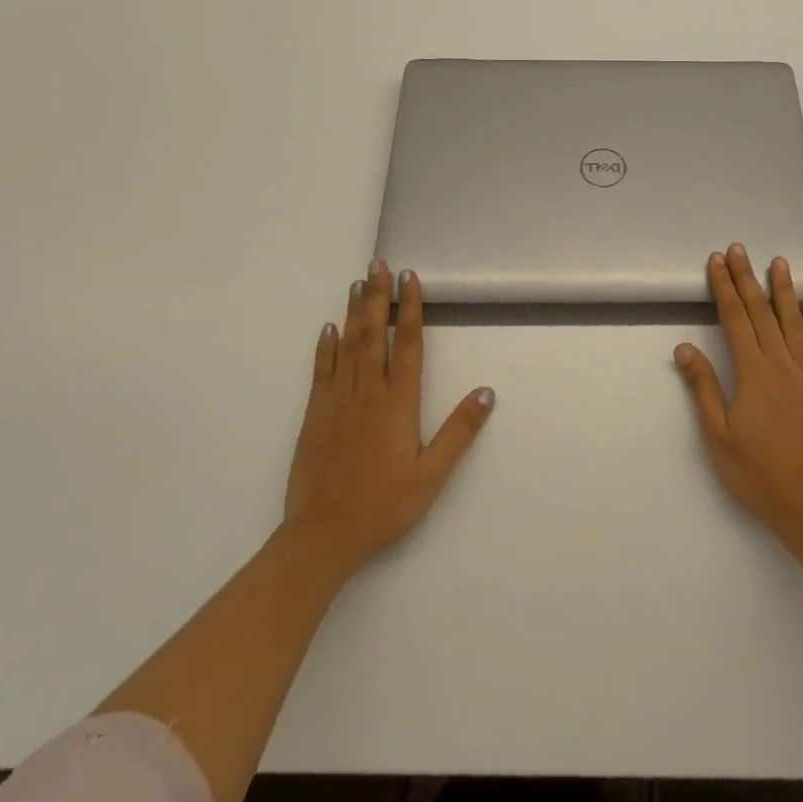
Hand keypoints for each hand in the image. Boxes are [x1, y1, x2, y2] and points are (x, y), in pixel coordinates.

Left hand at [283, 261, 493, 578]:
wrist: (323, 536)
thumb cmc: (384, 505)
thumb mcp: (432, 475)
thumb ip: (459, 431)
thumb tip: (487, 392)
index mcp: (398, 403)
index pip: (408, 344)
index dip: (410, 308)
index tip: (409, 278)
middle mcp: (368, 392)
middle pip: (375, 334)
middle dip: (377, 297)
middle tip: (378, 265)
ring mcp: (338, 401)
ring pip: (348, 345)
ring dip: (354, 312)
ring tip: (357, 283)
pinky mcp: (315, 415)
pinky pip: (322, 371)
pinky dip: (326, 346)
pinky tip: (329, 327)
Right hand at [674, 244, 802, 542]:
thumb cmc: (756, 473)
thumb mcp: (718, 435)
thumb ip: (703, 388)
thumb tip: (684, 347)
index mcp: (753, 373)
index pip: (735, 319)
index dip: (724, 288)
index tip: (716, 262)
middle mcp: (781, 364)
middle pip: (761, 312)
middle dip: (747, 278)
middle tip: (739, 249)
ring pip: (793, 322)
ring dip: (783, 290)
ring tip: (777, 262)